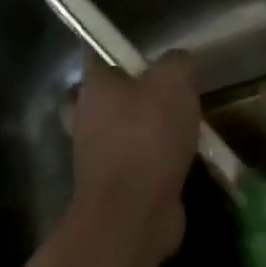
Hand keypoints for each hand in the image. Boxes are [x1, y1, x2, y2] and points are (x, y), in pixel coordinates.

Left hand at [69, 50, 200, 266]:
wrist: (134, 213)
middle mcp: (85, 119)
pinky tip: (180, 162)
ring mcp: (94, 158)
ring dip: (139, 133)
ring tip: (178, 130)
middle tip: (154, 95)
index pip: (95, 57)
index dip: (117, 53)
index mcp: (93, 87)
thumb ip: (177, 63)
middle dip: (121, 97)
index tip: (145, 57)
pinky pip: (130, 166)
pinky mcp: (110, 189)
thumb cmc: (148, 135)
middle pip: (97, 99)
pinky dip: (151, 164)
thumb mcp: (174, 81)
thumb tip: (178, 62)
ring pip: (114, 134)